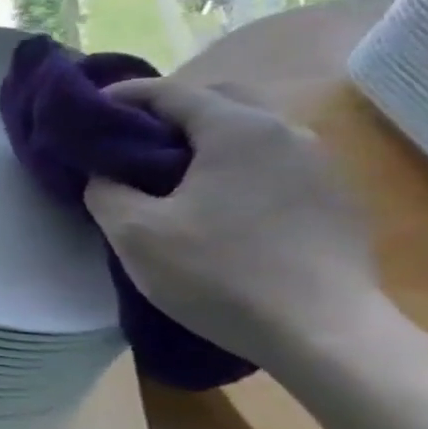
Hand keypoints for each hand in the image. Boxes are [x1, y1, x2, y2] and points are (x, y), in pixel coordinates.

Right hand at [83, 78, 382, 366]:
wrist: (326, 337)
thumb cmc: (221, 274)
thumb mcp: (135, 234)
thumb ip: (105, 191)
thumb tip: (104, 175)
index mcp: (237, 128)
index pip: (169, 91)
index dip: (123, 96)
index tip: (91, 111)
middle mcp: (285, 131)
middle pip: (219, 99)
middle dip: (172, 111)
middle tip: (134, 140)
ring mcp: (320, 165)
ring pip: (251, 131)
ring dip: (209, 140)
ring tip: (174, 173)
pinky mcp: (337, 199)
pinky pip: (275, 162)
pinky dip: (239, 166)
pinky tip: (221, 203)